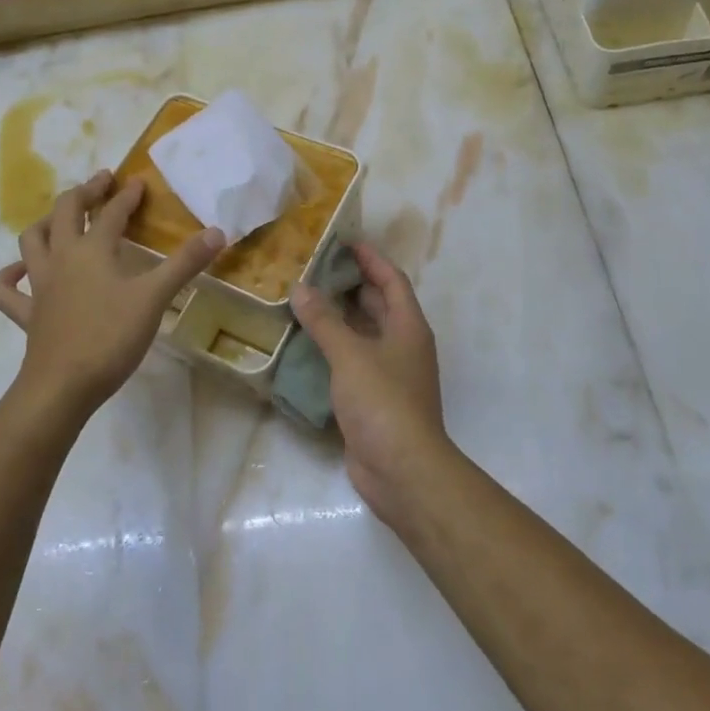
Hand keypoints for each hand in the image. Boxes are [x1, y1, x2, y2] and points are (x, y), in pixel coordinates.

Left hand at [0, 171, 222, 418]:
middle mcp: (61, 258)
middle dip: (84, 193)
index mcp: (92, 250)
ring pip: (32, 241)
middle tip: (101, 183)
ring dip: (46, 223)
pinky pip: (6, 290)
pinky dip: (9, 276)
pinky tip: (20, 271)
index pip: (112, 213)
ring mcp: (39, 286)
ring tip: (60, 218)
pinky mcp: (26, 314)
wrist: (63, 386)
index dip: (127, 196)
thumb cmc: (111, 337)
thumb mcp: (155, 298)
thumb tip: (218, 231)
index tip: (138, 182)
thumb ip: (185, 263)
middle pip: (65, 212)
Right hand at [291, 242, 448, 521]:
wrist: (401, 469)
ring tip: (304, 301)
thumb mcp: (350, 355)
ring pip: (363, 334)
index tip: (344, 241)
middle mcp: (403, 345)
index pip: (391, 280)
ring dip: (339, 318)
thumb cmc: (382, 401)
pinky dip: (333, 349)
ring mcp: (390, 373)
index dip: (371, 258)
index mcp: (408, 326)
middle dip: (350, 285)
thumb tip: (301, 289)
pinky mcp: (374, 398)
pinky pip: (352, 362)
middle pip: (378, 305)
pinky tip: (305, 346)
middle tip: (315, 269)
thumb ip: (325, 321)